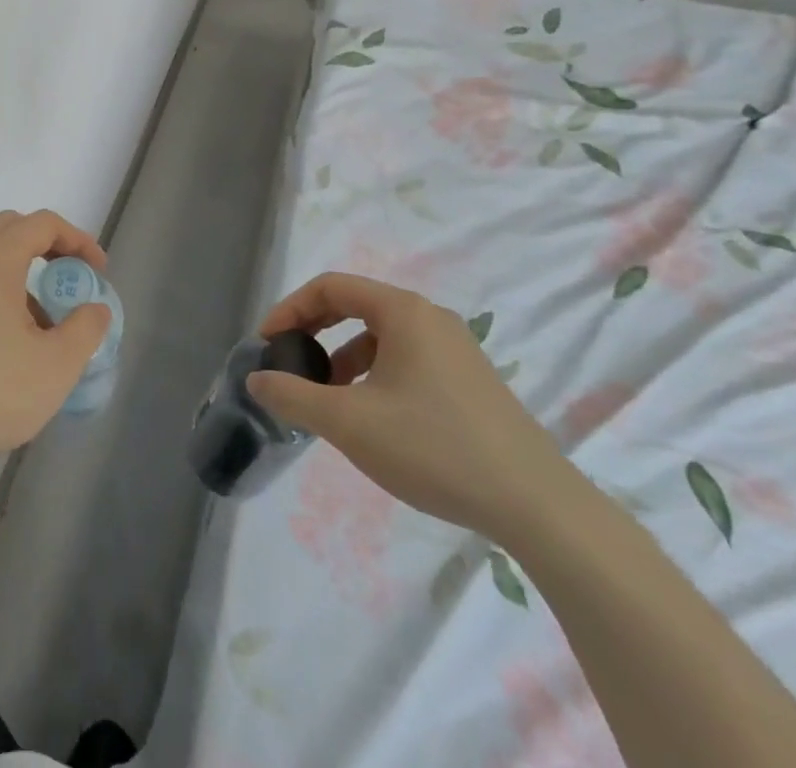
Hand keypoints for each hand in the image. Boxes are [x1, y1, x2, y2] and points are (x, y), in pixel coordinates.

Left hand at [0, 210, 112, 473]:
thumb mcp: (55, 367)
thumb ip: (86, 330)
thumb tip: (94, 308)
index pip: (42, 224)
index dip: (77, 240)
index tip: (97, 270)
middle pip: (10, 228)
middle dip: (46, 245)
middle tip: (67, 280)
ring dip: (17, 271)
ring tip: (37, 322)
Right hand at [247, 273, 579, 541]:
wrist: (539, 509)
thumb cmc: (434, 448)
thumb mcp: (349, 422)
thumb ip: (293, 395)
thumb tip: (256, 379)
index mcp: (403, 312)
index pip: (330, 287)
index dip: (290, 309)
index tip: (267, 344)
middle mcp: (431, 319)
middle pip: (355, 306)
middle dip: (315, 332)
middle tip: (290, 364)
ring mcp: (457, 350)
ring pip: (381, 337)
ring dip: (343, 358)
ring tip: (327, 400)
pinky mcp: (471, 382)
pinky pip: (407, 360)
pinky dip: (375, 375)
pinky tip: (372, 419)